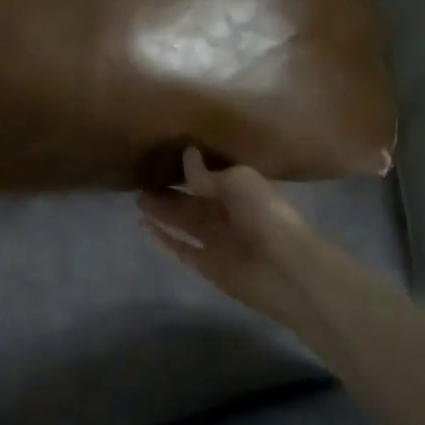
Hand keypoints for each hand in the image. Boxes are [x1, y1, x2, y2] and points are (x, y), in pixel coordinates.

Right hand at [138, 147, 353, 330]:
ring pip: (183, 223)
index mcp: (239, 190)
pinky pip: (181, 249)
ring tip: (137, 199)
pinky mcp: (208, 266)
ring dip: (162, 212)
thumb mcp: (237, 181)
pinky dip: (164, 239)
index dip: (186, 169)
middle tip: (140, 180)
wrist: (287, 269)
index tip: (161, 157)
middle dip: (169, 191)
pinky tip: (144, 226)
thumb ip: (206, 174)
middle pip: (192, 201)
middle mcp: (227, 214)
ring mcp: (217, 242)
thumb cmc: (266, 215)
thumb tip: (186, 155)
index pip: (208, 177)